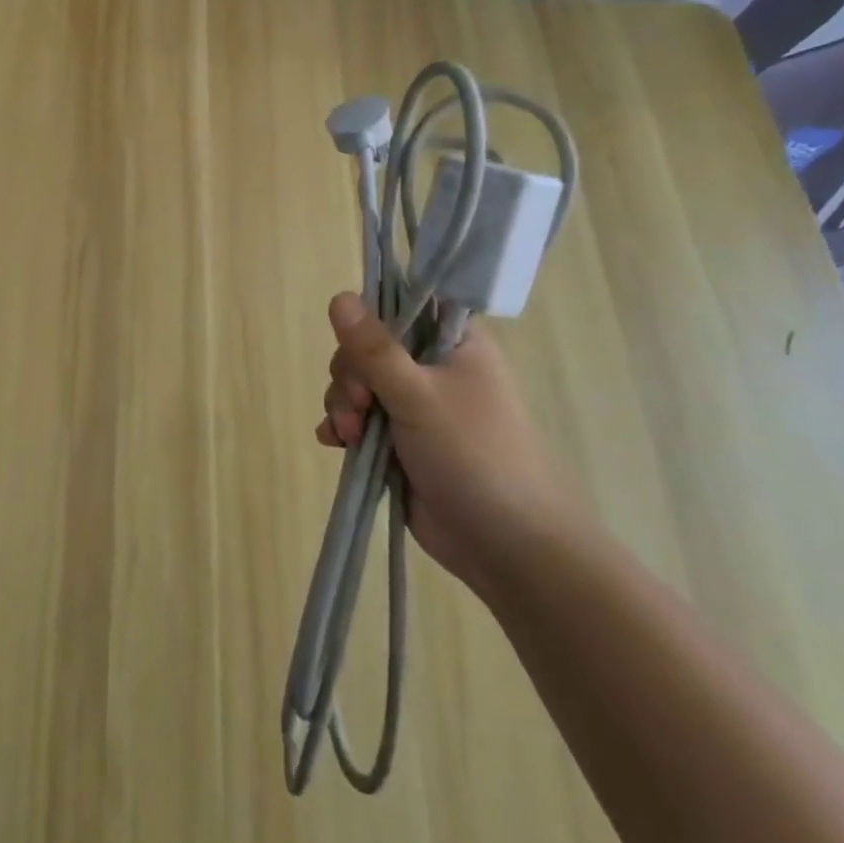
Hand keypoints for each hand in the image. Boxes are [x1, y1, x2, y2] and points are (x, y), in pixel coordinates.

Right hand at [316, 292, 578, 595]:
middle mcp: (432, 367)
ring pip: (358, 384)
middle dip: (351, 377)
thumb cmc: (475, 456)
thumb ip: (375, 349)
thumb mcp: (419, 395)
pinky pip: (358, 419)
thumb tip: (339, 296)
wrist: (508, 546)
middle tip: (361, 406)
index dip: (370, 321)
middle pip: (368, 348)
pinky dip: (344, 427)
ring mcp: (415, 406)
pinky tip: (336, 443)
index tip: (358, 348)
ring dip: (344, 405)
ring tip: (351, 436)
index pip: (400, 306)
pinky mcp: (399, 442)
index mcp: (452, 343)